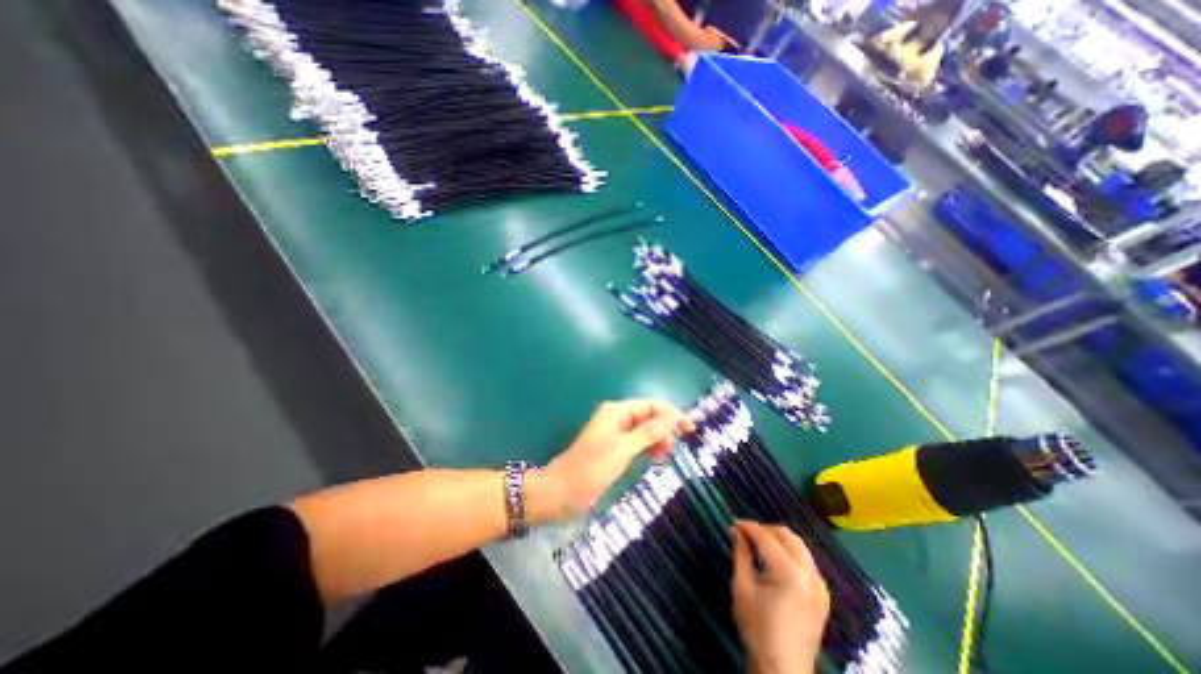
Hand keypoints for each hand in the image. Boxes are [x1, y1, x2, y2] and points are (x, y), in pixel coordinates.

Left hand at [538, 400, 695, 520]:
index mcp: (617, 411)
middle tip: (672, 450)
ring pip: (643, 430)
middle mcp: (616, 417)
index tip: (690, 430)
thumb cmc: (591, 469)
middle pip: (648, 416)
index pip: (651, 405)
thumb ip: (648, 432)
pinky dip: (647, 447)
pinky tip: (653, 458)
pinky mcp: (613, 447)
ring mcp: (614, 433)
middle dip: (664, 428)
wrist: (560, 492)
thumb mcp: (623, 449)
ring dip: (657, 439)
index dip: (672, 414)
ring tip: (664, 456)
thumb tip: (672, 417)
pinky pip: (636, 442)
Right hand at [726, 520, 832, 673]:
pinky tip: (775, 561)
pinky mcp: (823, 595)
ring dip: (778, 539)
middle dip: (765, 529)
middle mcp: (809, 575)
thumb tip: (736, 530)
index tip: (733, 523)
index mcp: (789, 573)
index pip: (766, 537)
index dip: (748, 527)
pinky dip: (790, 553)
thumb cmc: (757, 628)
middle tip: (745, 533)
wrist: (782, 671)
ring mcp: (820, 586)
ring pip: (799, 546)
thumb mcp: (742, 587)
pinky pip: (806, 561)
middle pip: (787, 536)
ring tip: (758, 544)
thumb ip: (740, 553)